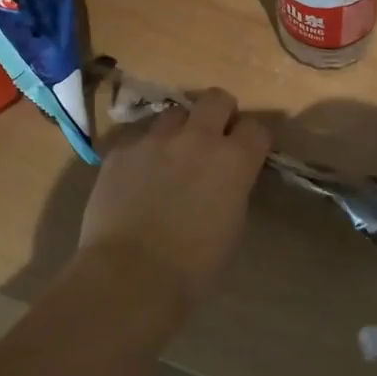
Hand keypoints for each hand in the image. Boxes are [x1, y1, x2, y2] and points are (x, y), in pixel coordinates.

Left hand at [79, 88, 270, 298]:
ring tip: (171, 157)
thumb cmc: (193, 267)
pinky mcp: (121, 153)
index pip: (256, 128)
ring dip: (179, 130)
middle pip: (216, 98)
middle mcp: (196, 139)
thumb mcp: (232, 228)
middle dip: (220, 113)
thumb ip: (233, 190)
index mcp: (233, 161)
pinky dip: (144, 155)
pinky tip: (136, 182)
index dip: (252, 141)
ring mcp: (154, 141)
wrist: (130, 277)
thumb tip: (225, 181)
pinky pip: (138, 141)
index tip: (247, 154)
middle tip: (213, 138)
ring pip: (174, 114)